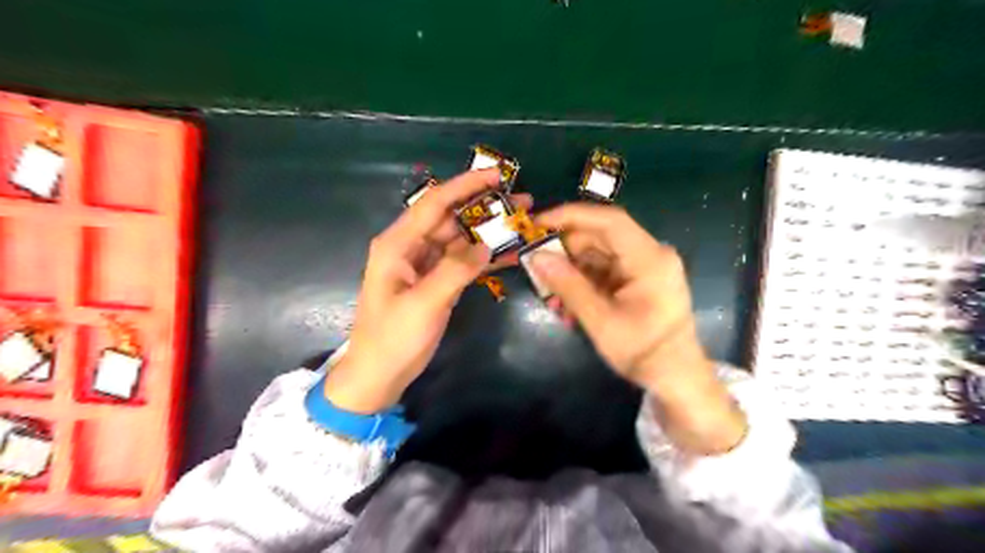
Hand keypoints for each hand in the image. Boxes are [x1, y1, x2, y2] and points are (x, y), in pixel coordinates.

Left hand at [326, 169, 531, 415]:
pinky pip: (462, 262)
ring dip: (488, 234)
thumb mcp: (424, 303)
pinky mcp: (435, 282)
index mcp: (397, 244)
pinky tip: (509, 255)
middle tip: (522, 204)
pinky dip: (483, 258)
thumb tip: (488, 245)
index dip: (465, 186)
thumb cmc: (393, 338)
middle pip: (451, 218)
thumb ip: (456, 270)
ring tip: (522, 226)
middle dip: (485, 209)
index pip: (434, 204)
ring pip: (460, 239)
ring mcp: (424, 265)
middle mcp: (410, 247)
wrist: (379, 375)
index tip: (497, 176)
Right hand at [532, 202, 747, 453]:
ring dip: (571, 268)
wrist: (676, 377)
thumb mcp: (601, 321)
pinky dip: (583, 280)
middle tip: (535, 264)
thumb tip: (536, 257)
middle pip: (600, 236)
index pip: (609, 221)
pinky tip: (566, 300)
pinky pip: (604, 268)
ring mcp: (645, 265)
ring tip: (549, 291)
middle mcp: (651, 253)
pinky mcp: (638, 278)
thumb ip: (568, 286)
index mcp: (650, 259)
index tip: (538, 223)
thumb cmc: (643, 352)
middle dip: (565, 248)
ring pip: (598, 252)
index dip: (571, 215)